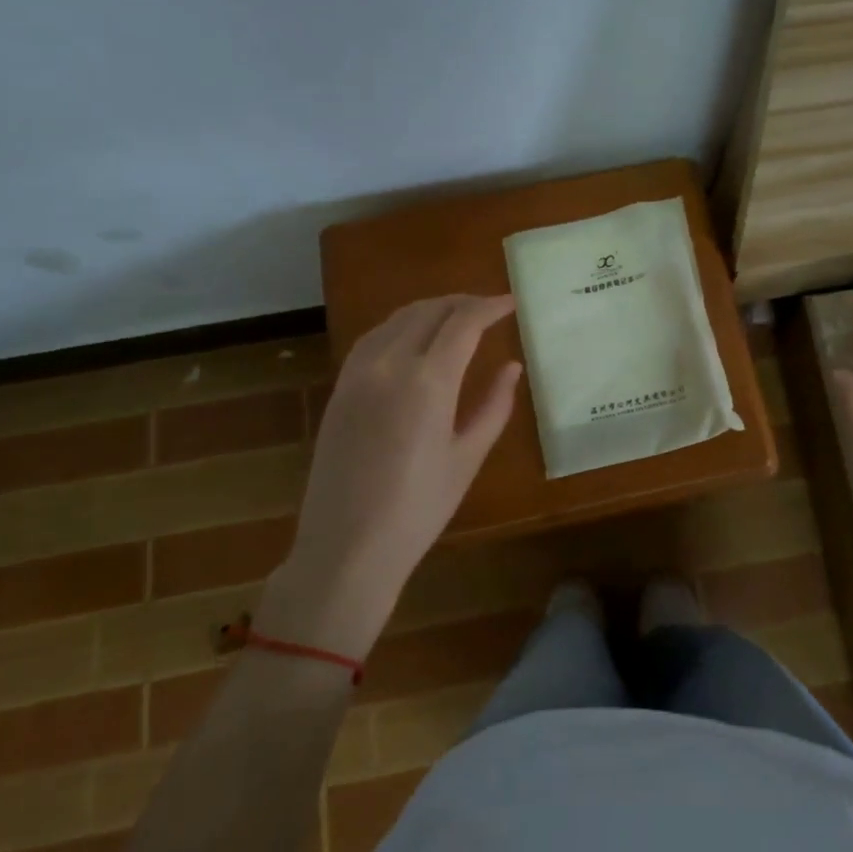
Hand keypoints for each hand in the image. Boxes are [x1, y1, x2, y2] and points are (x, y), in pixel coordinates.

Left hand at [257, 294, 521, 657]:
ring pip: (398, 318)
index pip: (464, 322)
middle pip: (430, 310)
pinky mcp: (340, 388)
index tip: (512, 303)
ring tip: (457, 317)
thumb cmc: (418, 510)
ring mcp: (358, 373)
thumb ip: (494, 406)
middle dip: (463, 302)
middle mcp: (389, 364)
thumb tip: (512, 367)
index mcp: (428, 381)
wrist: (346, 548)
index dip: (491, 307)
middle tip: (490, 309)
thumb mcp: (467, 457)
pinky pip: (373, 338)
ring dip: (431, 309)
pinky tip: (414, 338)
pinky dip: (400, 325)